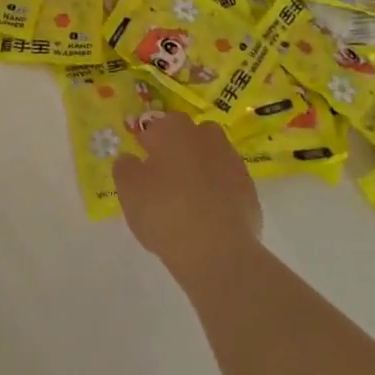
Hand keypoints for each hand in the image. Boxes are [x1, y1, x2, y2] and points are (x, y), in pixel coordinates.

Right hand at [113, 111, 261, 281]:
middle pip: (191, 135)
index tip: (142, 157)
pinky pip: (227, 184)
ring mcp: (232, 164)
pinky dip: (217, 192)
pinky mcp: (249, 191)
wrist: (217, 251)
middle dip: (179, 148)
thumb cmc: (164, 212)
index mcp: (175, 131)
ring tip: (186, 198)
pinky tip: (206, 215)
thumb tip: (129, 159)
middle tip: (165, 175)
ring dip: (201, 169)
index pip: (159, 123)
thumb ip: (125, 168)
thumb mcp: (129, 190)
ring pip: (212, 157)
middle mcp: (207, 138)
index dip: (149, 139)